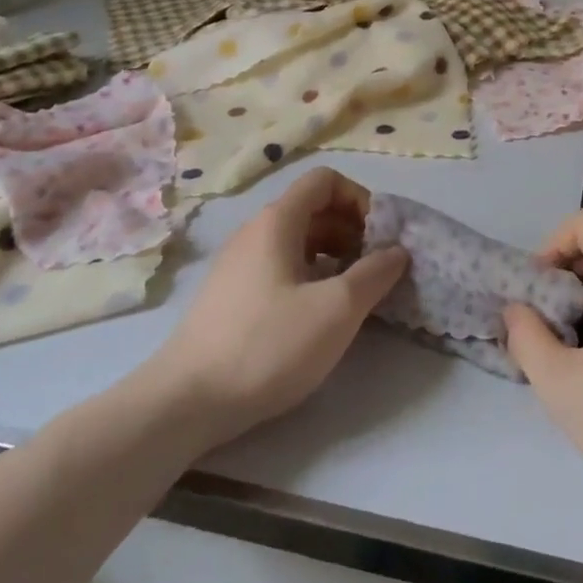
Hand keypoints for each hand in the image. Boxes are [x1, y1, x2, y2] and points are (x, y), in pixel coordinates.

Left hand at [143, 167, 407, 452]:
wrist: (185, 402)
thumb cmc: (267, 345)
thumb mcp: (336, 310)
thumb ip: (375, 274)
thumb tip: (397, 251)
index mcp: (277, 221)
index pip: (325, 180)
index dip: (360, 199)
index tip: (380, 237)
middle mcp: (254, 232)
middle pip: (313, 209)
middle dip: (352, 230)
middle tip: (374, 267)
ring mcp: (238, 264)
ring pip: (297, 241)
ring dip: (333, 255)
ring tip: (353, 292)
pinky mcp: (231, 295)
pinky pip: (280, 267)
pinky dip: (309, 275)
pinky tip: (318, 314)